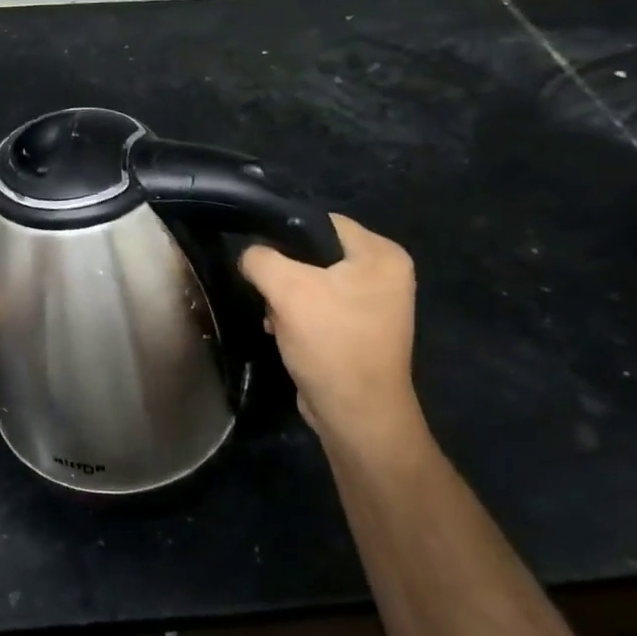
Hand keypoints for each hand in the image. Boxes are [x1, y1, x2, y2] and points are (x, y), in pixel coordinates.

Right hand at [239, 214, 424, 454]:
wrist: (355, 413)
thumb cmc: (330, 341)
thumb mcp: (286, 288)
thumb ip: (260, 258)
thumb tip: (250, 256)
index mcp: (382, 255)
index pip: (322, 222)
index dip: (285, 232)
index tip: (258, 254)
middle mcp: (386, 274)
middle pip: (316, 253)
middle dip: (284, 272)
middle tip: (266, 290)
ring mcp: (375, 304)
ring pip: (313, 281)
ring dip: (286, 297)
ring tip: (272, 315)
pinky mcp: (360, 329)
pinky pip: (320, 306)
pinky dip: (298, 315)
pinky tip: (281, 330)